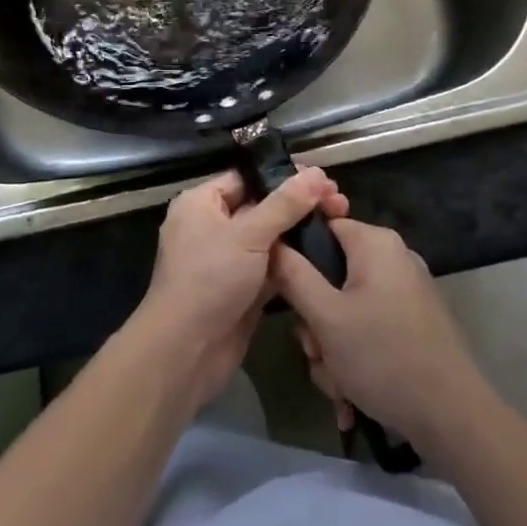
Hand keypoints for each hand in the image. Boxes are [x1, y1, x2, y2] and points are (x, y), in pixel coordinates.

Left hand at [133, 167, 348, 411]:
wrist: (186, 352)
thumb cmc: (210, 279)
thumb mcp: (248, 234)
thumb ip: (285, 204)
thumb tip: (317, 173)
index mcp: (202, 203)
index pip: (248, 178)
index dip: (284, 176)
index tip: (323, 178)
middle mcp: (212, 226)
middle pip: (262, 206)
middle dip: (299, 204)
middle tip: (339, 202)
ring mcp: (227, 259)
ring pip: (269, 238)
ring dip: (300, 232)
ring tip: (340, 221)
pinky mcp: (241, 289)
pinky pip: (271, 267)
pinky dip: (294, 262)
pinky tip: (326, 253)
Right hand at [270, 217, 486, 453]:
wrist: (454, 418)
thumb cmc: (383, 357)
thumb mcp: (326, 318)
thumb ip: (293, 276)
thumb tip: (272, 242)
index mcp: (375, 243)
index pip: (321, 228)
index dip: (297, 259)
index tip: (287, 298)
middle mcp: (393, 257)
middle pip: (332, 274)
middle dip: (317, 321)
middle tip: (316, 353)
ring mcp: (407, 290)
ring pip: (348, 307)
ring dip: (333, 346)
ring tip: (337, 384)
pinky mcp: (416, 321)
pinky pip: (371, 325)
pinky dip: (357, 354)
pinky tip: (353, 392)